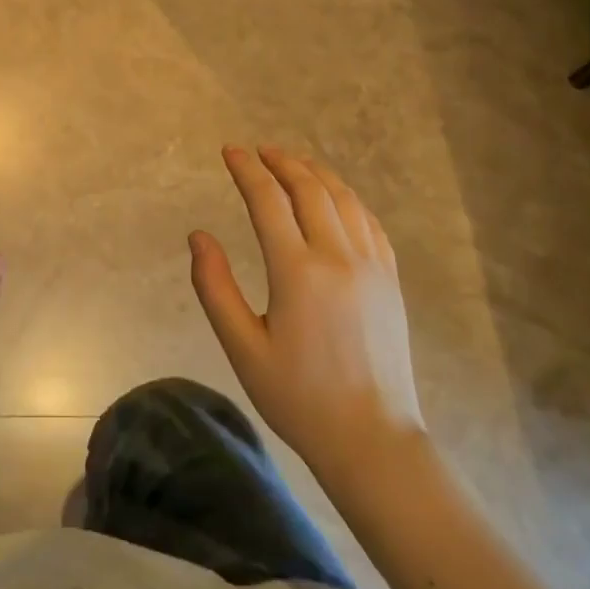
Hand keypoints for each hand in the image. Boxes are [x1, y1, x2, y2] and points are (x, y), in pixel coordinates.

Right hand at [189, 145, 424, 472]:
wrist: (373, 437)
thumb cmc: (298, 396)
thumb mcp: (242, 347)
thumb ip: (215, 287)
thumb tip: (198, 236)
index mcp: (297, 272)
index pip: (267, 201)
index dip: (246, 171)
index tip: (230, 151)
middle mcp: (337, 257)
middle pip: (309, 189)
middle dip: (281, 162)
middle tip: (258, 151)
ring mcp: (371, 266)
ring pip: (343, 199)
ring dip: (315, 173)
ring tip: (292, 162)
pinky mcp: (390, 279)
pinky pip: (369, 221)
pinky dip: (346, 197)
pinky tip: (334, 197)